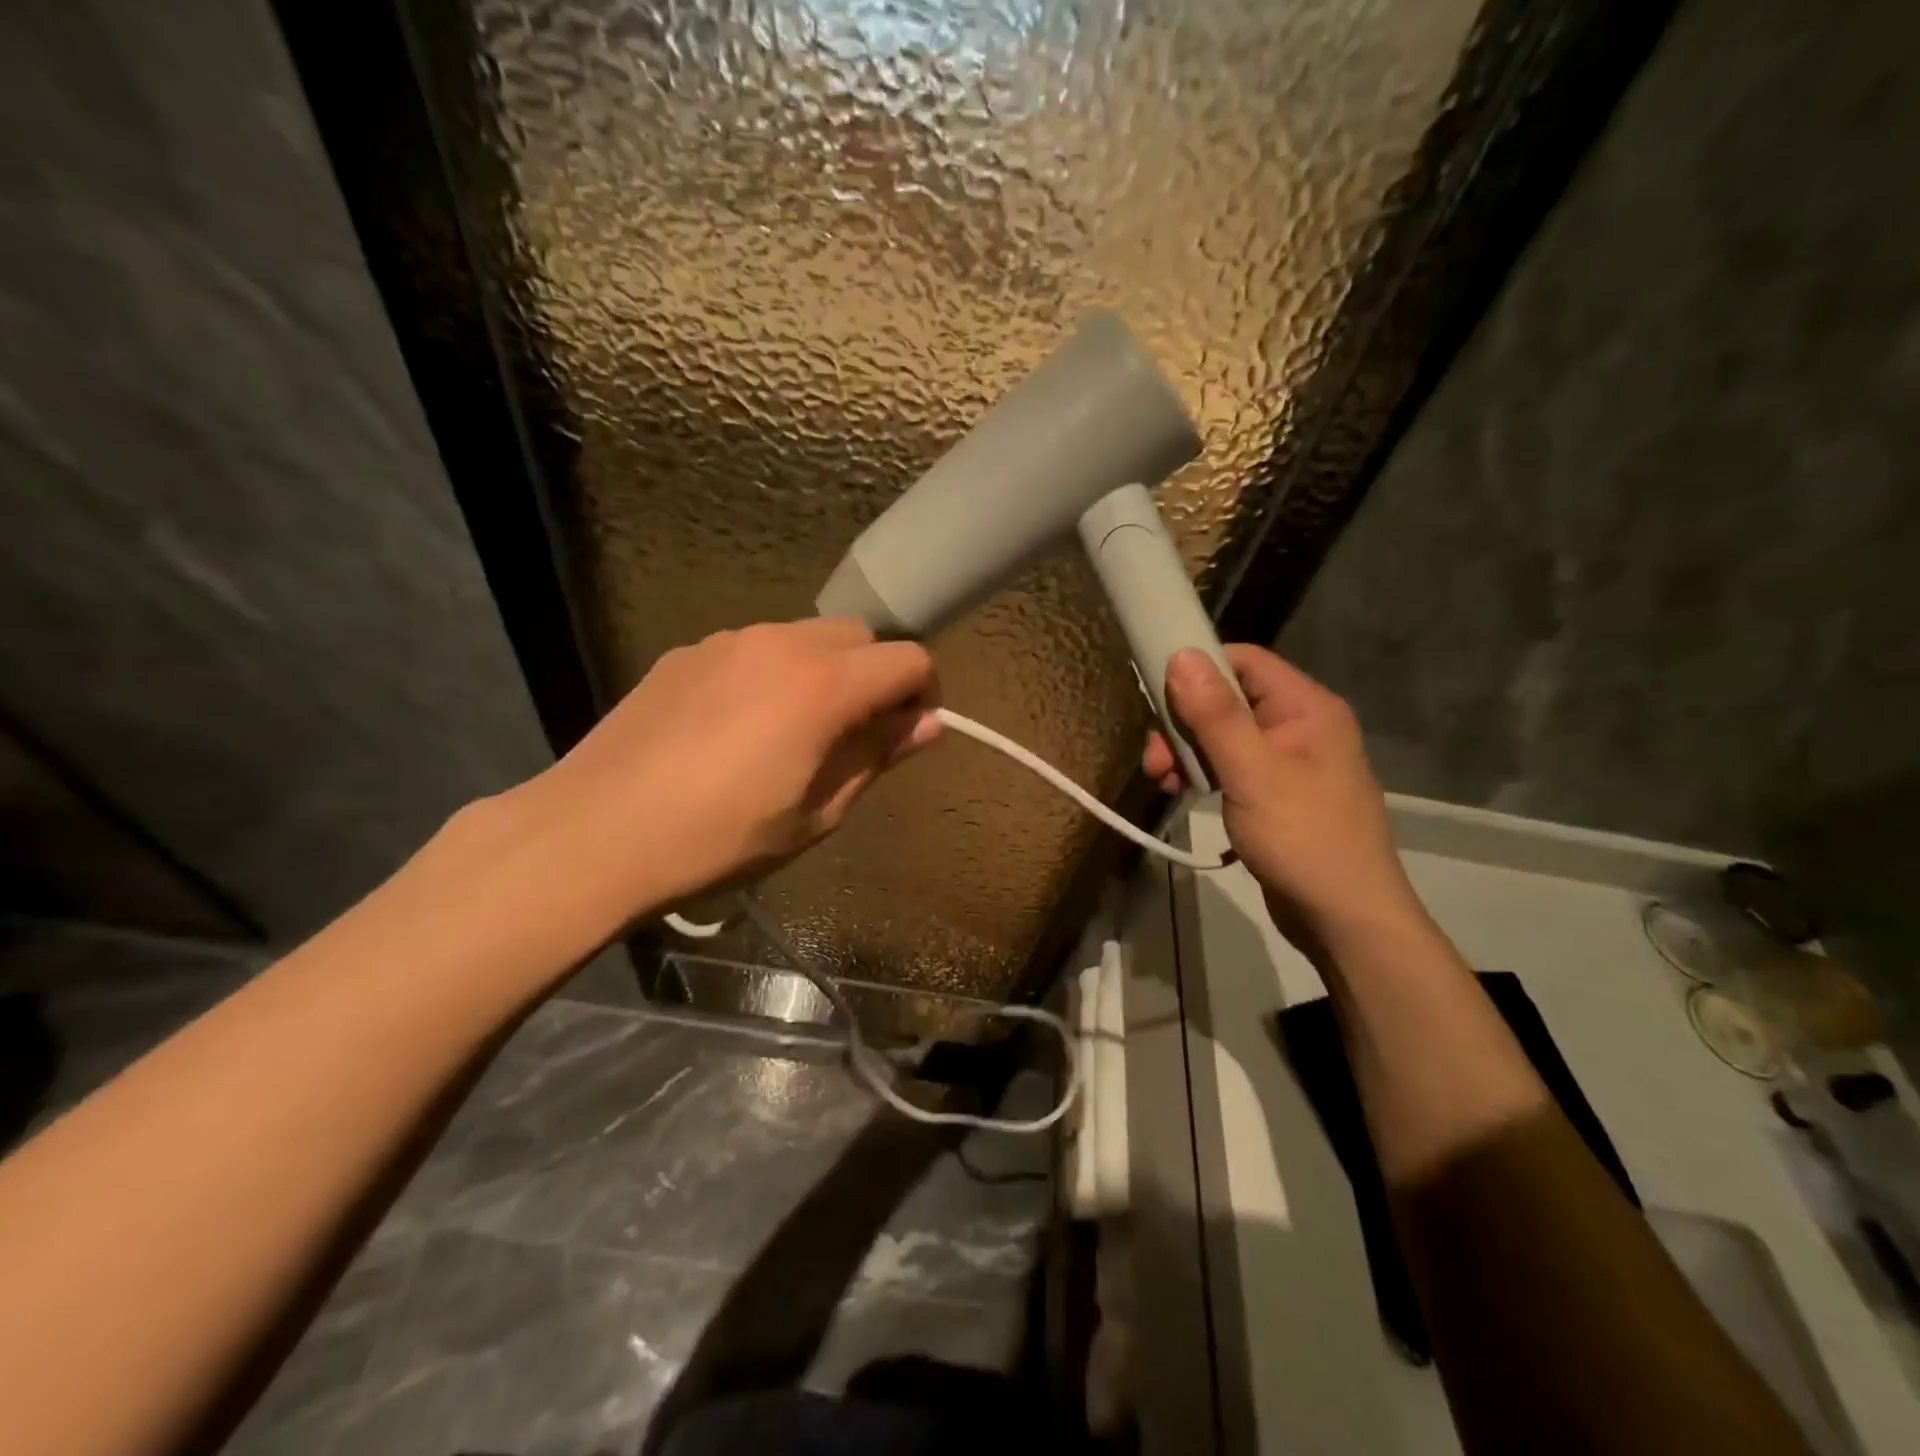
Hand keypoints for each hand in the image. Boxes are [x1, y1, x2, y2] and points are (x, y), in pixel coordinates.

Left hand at [516, 619, 939, 929]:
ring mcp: (727, 641)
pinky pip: (752, 649)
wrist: (596, 833)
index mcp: (823, 685)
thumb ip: (876, 757)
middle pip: (859, 636)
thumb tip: (926, 725)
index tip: (909, 732)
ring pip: (804, 636)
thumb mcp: (816, 812)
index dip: (924, 693)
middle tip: (853, 734)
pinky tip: (736, 727)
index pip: (907, 660)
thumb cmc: (720, 838)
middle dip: (874, 676)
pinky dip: (770, 674)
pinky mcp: (686, 652)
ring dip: (822, 671)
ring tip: (792, 731)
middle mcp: (780, 643)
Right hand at [1145, 645, 1422, 944]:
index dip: (1198, 668)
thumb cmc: (1303, 838)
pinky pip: (1232, 766)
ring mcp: (1289, 761)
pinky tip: (1183, 792)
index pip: (1244, 660)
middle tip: (1155, 758)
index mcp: (1306, 708)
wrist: (1346, 918)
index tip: (1156, 691)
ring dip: (1188, 752)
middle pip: (1228, 699)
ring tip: (1163, 782)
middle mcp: (1300, 725)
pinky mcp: (1277, 793)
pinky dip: (1204, 773)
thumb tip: (1181, 655)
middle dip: (1184, 722)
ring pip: (1225, 735)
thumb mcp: (1252, 772)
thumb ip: (1216, 714)